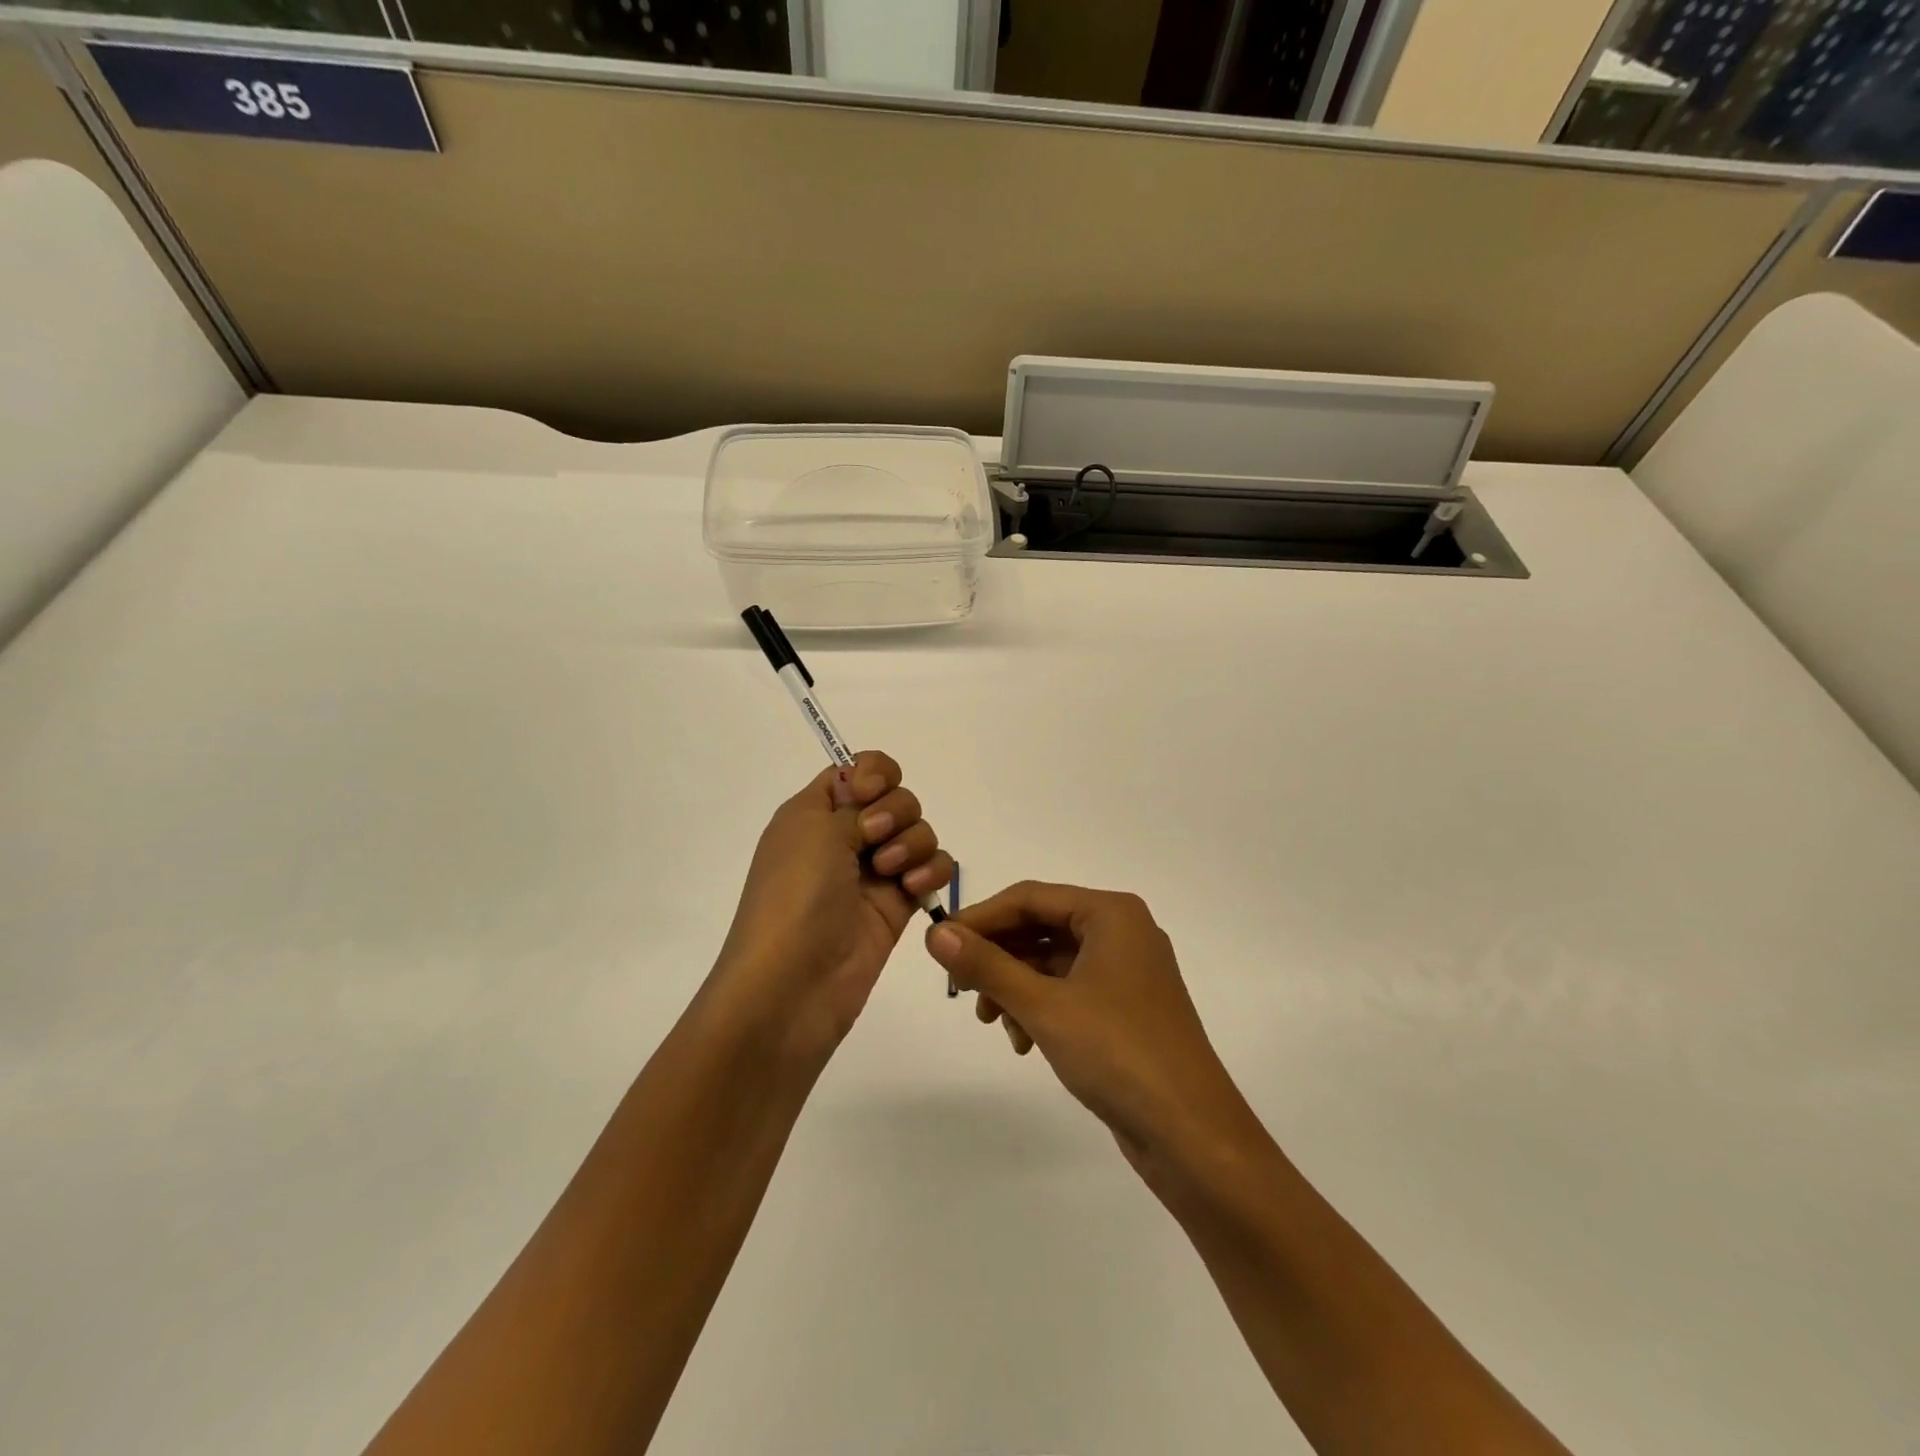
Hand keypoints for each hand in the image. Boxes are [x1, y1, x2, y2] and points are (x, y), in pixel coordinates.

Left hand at [711, 751, 952, 1063]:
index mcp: (814, 814)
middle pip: (895, 797)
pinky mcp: (898, 905)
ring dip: (912, 843)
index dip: (872, 773)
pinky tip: (914, 888)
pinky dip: (931, 870)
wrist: (793, 983)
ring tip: (892, 875)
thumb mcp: (813, 830)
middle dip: (895, 811)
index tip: (866, 794)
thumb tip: (869, 798)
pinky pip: (931, 869)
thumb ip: (853, 802)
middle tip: (873, 839)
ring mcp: (873, 872)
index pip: (855, 770)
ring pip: (918, 831)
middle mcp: (844, 837)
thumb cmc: (794, 896)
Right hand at [925, 881, 1263, 1192]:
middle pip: (1041, 928)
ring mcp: (1128, 972)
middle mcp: (1122, 932)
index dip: (981, 918)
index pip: (1030, 898)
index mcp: (1111, 914)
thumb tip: (935, 933)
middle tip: (961, 989)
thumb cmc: (1118, 1054)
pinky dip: (1041, 1008)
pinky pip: (1070, 990)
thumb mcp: (1044, 1006)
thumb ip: (987, 965)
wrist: (1192, 1136)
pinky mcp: (1127, 1008)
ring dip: (1015, 987)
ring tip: (993, 1023)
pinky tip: (1024, 1042)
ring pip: (1052, 962)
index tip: (940, 944)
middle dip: (998, 958)